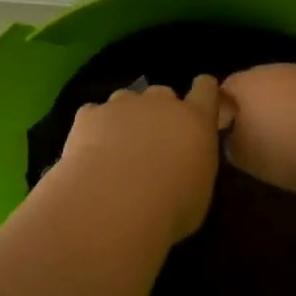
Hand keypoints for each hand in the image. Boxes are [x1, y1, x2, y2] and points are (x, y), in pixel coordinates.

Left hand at [57, 76, 226, 239]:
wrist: (114, 202)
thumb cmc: (170, 206)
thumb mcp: (198, 191)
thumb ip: (193, 164)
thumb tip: (184, 163)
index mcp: (195, 120)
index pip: (205, 88)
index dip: (202, 92)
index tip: (199, 101)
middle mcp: (160, 103)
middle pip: (162, 94)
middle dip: (159, 112)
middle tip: (153, 143)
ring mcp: (122, 104)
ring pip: (126, 100)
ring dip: (126, 117)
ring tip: (118, 149)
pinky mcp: (90, 114)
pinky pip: (94, 114)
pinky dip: (94, 128)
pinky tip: (90, 153)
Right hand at [219, 64, 295, 193]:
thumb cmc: (284, 148)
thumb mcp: (245, 157)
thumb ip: (233, 144)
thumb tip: (236, 139)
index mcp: (246, 83)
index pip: (224, 90)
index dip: (222, 110)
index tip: (225, 131)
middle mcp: (275, 70)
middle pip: (258, 86)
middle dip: (256, 107)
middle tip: (257, 135)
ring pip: (289, 91)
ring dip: (286, 109)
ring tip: (291, 139)